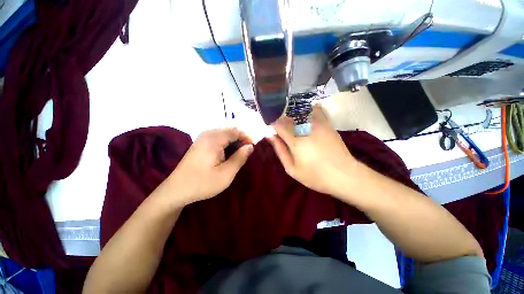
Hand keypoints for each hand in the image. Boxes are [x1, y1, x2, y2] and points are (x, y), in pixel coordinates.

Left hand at [164, 128, 253, 206]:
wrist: (176, 190)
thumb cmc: (202, 183)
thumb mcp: (226, 174)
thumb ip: (240, 158)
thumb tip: (250, 146)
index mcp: (213, 139)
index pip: (236, 130)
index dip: (247, 137)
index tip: (254, 147)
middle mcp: (207, 134)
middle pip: (230, 130)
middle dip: (242, 138)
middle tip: (248, 151)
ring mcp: (202, 138)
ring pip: (225, 134)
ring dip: (235, 141)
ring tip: (241, 153)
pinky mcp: (201, 143)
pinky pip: (218, 138)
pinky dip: (227, 143)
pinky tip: (229, 153)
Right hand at [268, 105, 357, 196]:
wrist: (344, 175)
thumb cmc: (315, 176)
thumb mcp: (292, 169)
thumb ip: (280, 150)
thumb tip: (270, 136)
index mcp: (295, 140)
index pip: (278, 124)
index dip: (272, 125)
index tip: (271, 130)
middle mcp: (306, 127)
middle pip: (288, 116)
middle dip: (281, 121)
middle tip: (280, 130)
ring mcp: (318, 123)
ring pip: (300, 111)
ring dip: (292, 115)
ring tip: (292, 125)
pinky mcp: (327, 123)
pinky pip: (316, 110)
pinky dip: (308, 110)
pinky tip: (305, 115)